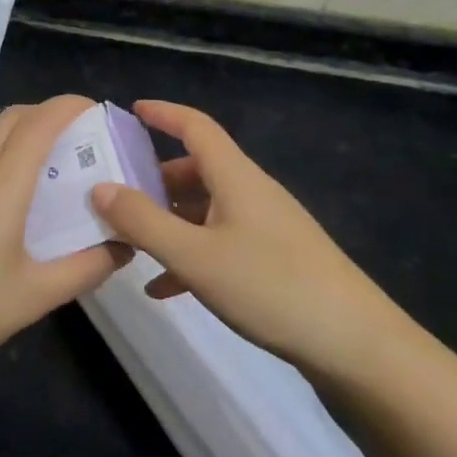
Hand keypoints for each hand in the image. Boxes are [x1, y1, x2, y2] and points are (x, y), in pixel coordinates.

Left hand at [0, 94, 129, 385]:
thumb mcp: (34, 297)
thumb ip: (84, 269)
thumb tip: (123, 247)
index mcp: (4, 184)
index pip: (41, 123)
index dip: (68, 106)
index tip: (93, 110)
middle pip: (12, 118)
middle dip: (45, 115)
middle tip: (72, 138)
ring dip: (11, 124)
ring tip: (31, 147)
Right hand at [91, 100, 407, 374]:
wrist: (356, 345)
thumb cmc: (271, 287)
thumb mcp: (195, 256)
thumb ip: (142, 222)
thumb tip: (100, 187)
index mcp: (235, 177)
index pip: (196, 126)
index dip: (163, 114)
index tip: (130, 111)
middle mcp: (251, 192)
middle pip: (196, 170)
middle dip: (154, 179)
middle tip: (113, 195)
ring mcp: (266, 227)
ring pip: (206, 210)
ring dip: (168, 221)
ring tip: (130, 243)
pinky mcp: (275, 261)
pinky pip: (221, 244)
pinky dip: (190, 256)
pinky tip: (164, 288)